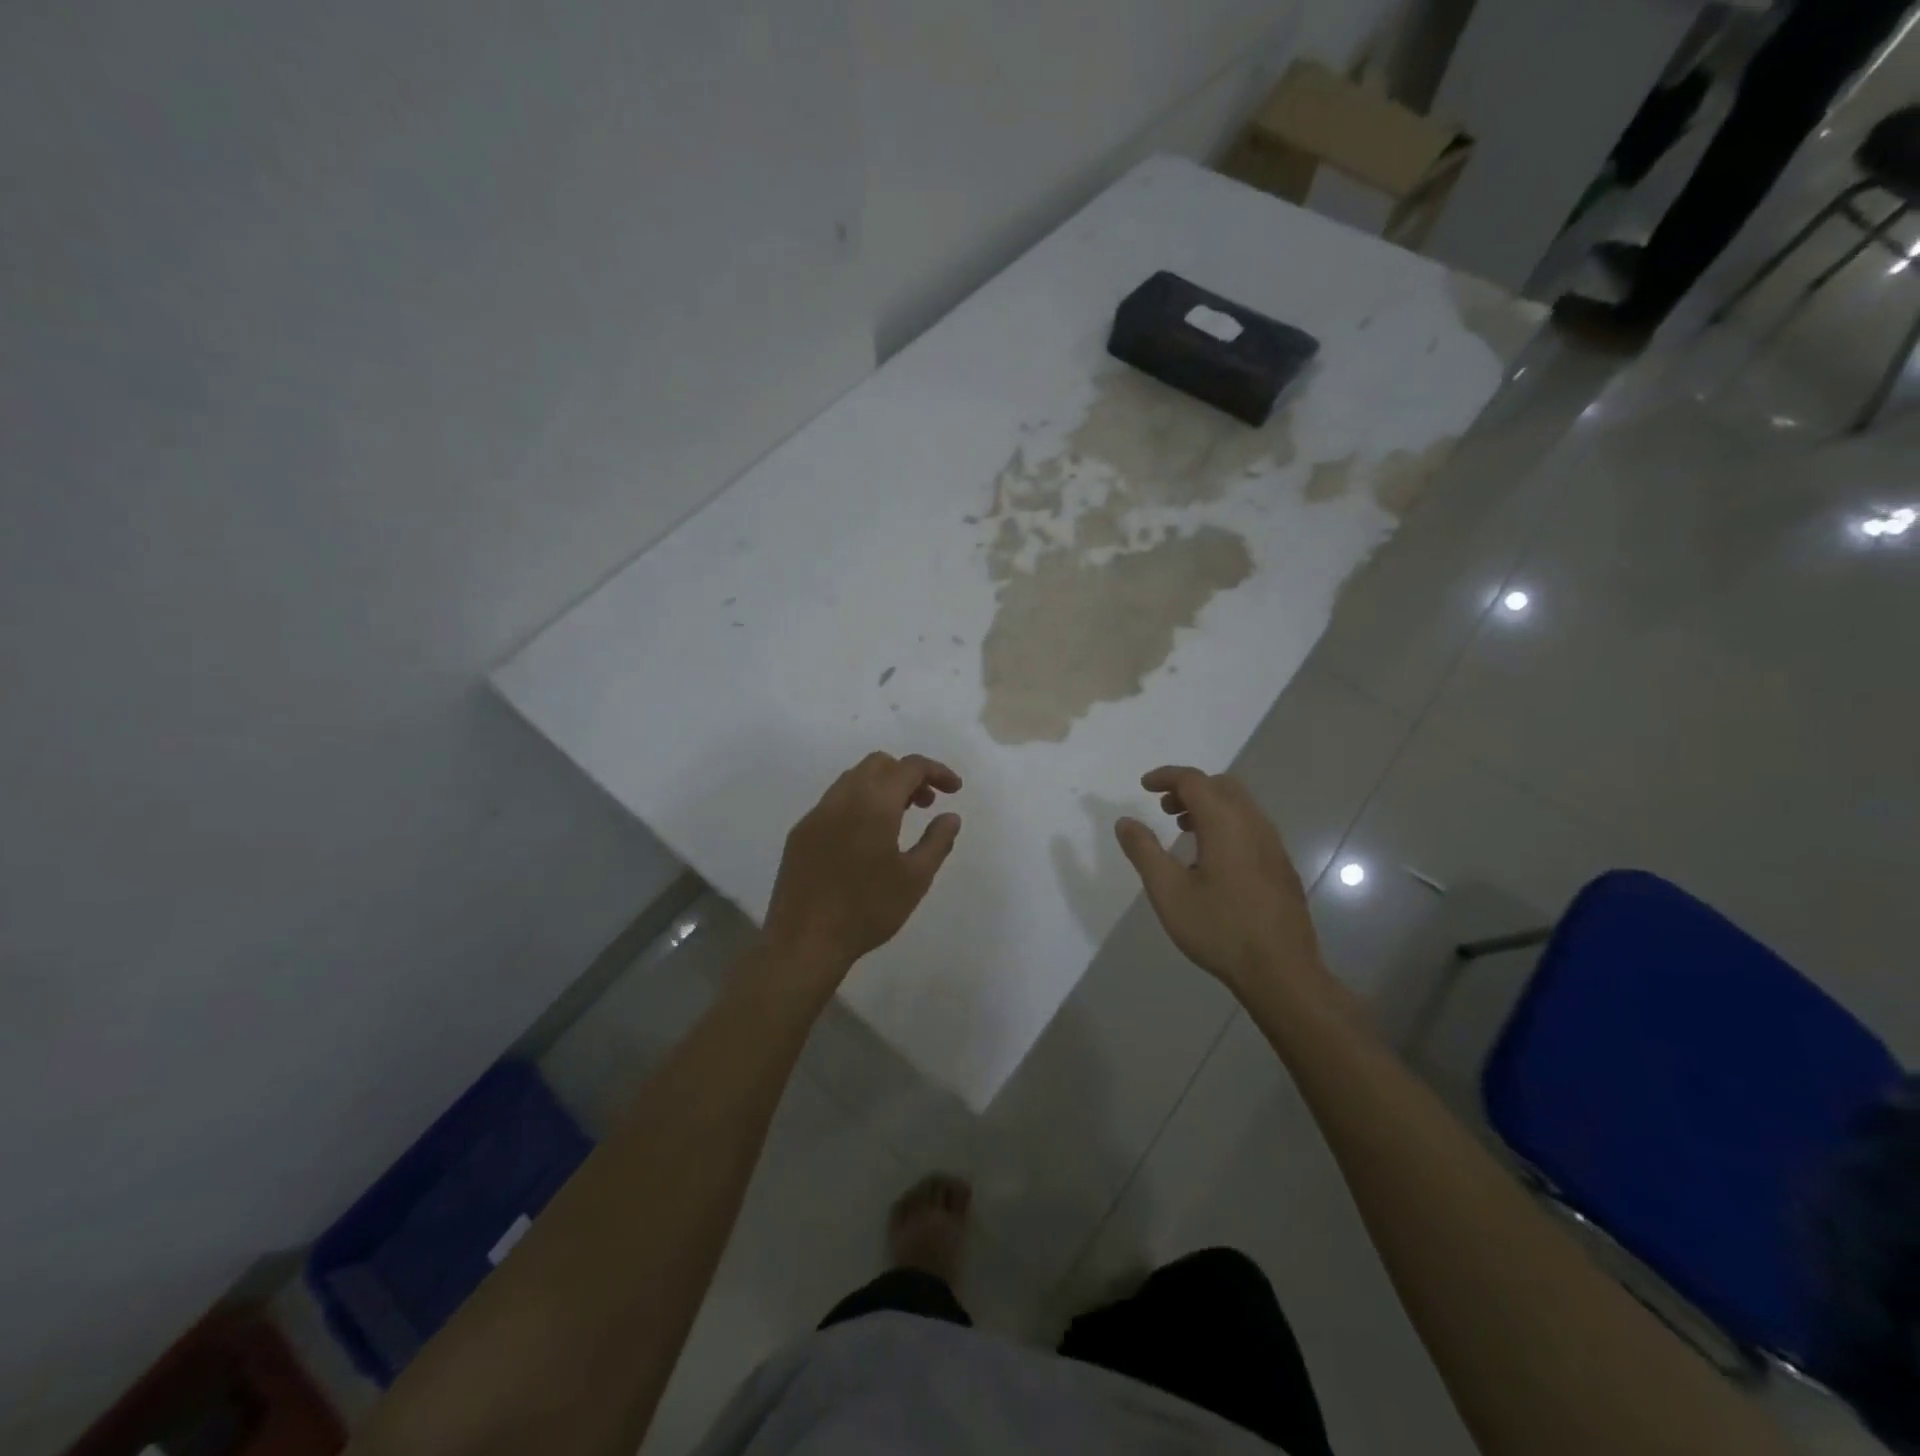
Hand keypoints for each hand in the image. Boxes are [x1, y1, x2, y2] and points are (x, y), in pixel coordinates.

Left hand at [764, 752, 962, 975]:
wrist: (804, 941)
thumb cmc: (867, 909)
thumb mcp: (915, 879)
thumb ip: (937, 841)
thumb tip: (950, 816)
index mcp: (874, 803)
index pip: (909, 767)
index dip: (937, 771)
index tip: (955, 790)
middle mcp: (842, 798)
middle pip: (878, 764)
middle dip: (907, 774)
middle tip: (926, 803)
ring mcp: (816, 814)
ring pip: (853, 779)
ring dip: (881, 787)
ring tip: (899, 819)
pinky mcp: (800, 833)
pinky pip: (834, 802)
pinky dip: (857, 803)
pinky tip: (864, 839)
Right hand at [1114, 766, 1327, 998]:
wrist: (1281, 971)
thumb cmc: (1219, 928)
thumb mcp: (1168, 891)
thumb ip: (1144, 851)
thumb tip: (1125, 822)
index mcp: (1225, 823)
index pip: (1194, 780)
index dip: (1166, 777)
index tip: (1144, 786)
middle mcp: (1253, 824)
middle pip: (1221, 786)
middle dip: (1189, 788)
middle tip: (1163, 808)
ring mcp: (1273, 845)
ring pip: (1240, 805)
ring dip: (1209, 805)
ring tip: (1183, 830)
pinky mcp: (1281, 866)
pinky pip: (1251, 826)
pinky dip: (1226, 823)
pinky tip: (1212, 858)